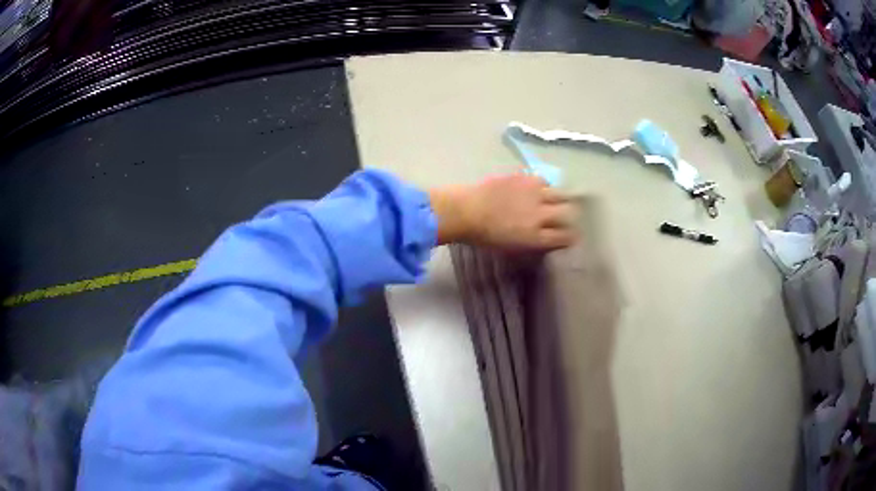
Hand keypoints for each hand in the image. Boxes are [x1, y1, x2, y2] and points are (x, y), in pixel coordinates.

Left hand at [430, 174, 575, 250]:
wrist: (465, 211)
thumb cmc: (483, 236)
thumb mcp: (510, 248)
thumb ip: (531, 243)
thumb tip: (544, 239)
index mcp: (536, 237)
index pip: (564, 237)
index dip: (571, 237)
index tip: (572, 236)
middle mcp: (540, 215)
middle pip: (567, 213)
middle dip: (570, 216)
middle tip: (567, 216)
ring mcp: (534, 195)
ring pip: (560, 194)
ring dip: (560, 199)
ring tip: (556, 200)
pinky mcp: (525, 179)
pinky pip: (544, 180)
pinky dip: (544, 186)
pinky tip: (539, 188)